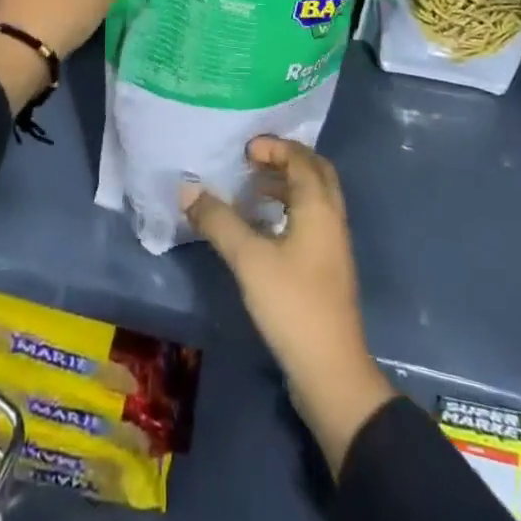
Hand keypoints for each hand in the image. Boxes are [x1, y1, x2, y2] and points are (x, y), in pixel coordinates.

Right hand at [183, 137, 394, 476]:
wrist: (331, 372)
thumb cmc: (292, 304)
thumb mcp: (248, 258)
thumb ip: (218, 220)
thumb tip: (187, 188)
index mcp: (319, 207)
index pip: (301, 158)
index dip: (274, 147)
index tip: (244, 150)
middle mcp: (332, 218)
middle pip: (315, 173)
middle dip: (285, 160)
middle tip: (252, 161)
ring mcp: (333, 245)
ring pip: (314, 198)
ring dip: (286, 186)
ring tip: (251, 191)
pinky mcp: (327, 268)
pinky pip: (311, 220)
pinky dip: (288, 210)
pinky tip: (262, 228)